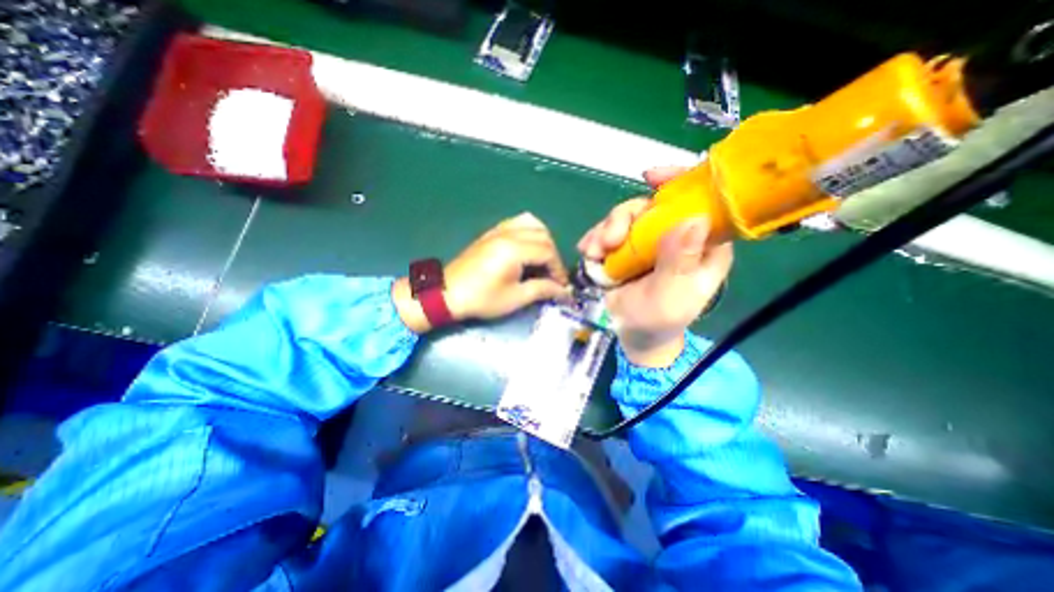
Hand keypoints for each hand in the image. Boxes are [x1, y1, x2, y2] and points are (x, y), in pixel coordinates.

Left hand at [390, 213, 568, 332]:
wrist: (447, 293)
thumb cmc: (481, 298)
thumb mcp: (515, 298)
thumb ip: (542, 290)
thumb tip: (563, 291)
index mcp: (514, 249)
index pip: (548, 252)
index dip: (558, 269)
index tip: (560, 286)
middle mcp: (509, 234)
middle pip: (543, 236)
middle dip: (553, 256)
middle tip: (551, 276)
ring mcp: (499, 230)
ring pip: (532, 224)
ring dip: (543, 240)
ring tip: (542, 260)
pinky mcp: (491, 232)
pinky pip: (517, 222)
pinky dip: (529, 231)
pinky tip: (528, 247)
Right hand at [575, 167, 734, 366]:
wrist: (633, 333)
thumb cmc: (660, 319)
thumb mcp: (673, 296)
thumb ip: (679, 262)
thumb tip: (692, 220)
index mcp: (703, 243)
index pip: (700, 200)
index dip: (680, 181)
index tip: (651, 178)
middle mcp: (675, 234)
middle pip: (652, 206)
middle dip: (625, 218)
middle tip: (608, 241)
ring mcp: (647, 240)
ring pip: (626, 217)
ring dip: (605, 231)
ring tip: (593, 253)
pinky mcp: (625, 247)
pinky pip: (609, 232)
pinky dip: (595, 239)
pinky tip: (587, 252)